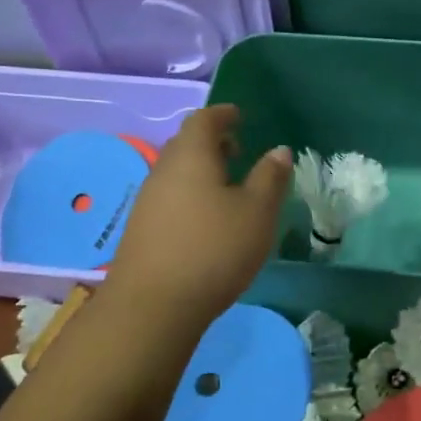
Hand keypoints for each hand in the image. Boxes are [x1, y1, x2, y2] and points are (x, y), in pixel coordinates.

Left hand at [107, 105, 290, 328]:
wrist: (153, 305)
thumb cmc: (214, 249)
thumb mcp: (257, 213)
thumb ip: (269, 178)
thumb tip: (279, 150)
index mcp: (191, 156)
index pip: (204, 120)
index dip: (222, 115)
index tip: (238, 116)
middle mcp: (163, 170)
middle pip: (185, 144)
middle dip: (211, 142)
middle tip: (237, 151)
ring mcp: (147, 201)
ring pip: (176, 172)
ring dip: (200, 171)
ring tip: (227, 188)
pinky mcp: (141, 229)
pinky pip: (169, 197)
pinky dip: (190, 194)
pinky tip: (206, 220)